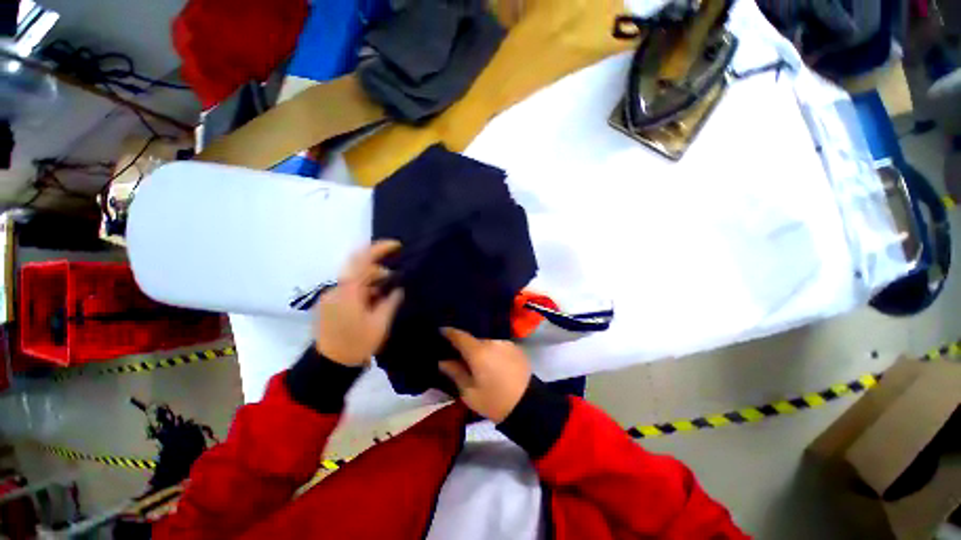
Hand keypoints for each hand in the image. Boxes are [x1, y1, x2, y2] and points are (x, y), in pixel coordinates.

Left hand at [315, 240, 403, 366]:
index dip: (380, 248)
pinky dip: (364, 289)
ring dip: (373, 281)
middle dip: (380, 270)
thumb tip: (397, 289)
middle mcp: (337, 289)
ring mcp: (332, 296)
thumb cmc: (357, 344)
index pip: (363, 260)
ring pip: (355, 279)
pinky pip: (350, 289)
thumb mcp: (380, 323)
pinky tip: (375, 301)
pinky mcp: (330, 303)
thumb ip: (390, 301)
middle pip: (360, 268)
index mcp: (349, 291)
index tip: (397, 246)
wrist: (329, 365)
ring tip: (387, 294)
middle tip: (396, 280)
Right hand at [439, 328, 531, 422]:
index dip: (449, 332)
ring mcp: (506, 343)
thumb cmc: (494, 402)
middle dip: (467, 347)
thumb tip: (443, 361)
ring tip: (480, 365)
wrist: (528, 405)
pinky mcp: (516, 348)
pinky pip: (499, 346)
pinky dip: (494, 352)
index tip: (441, 331)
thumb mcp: (469, 393)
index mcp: (478, 352)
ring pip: (487, 343)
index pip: (459, 335)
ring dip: (482, 351)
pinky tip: (495, 365)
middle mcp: (492, 342)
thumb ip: (455, 373)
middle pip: (474, 340)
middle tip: (461, 358)